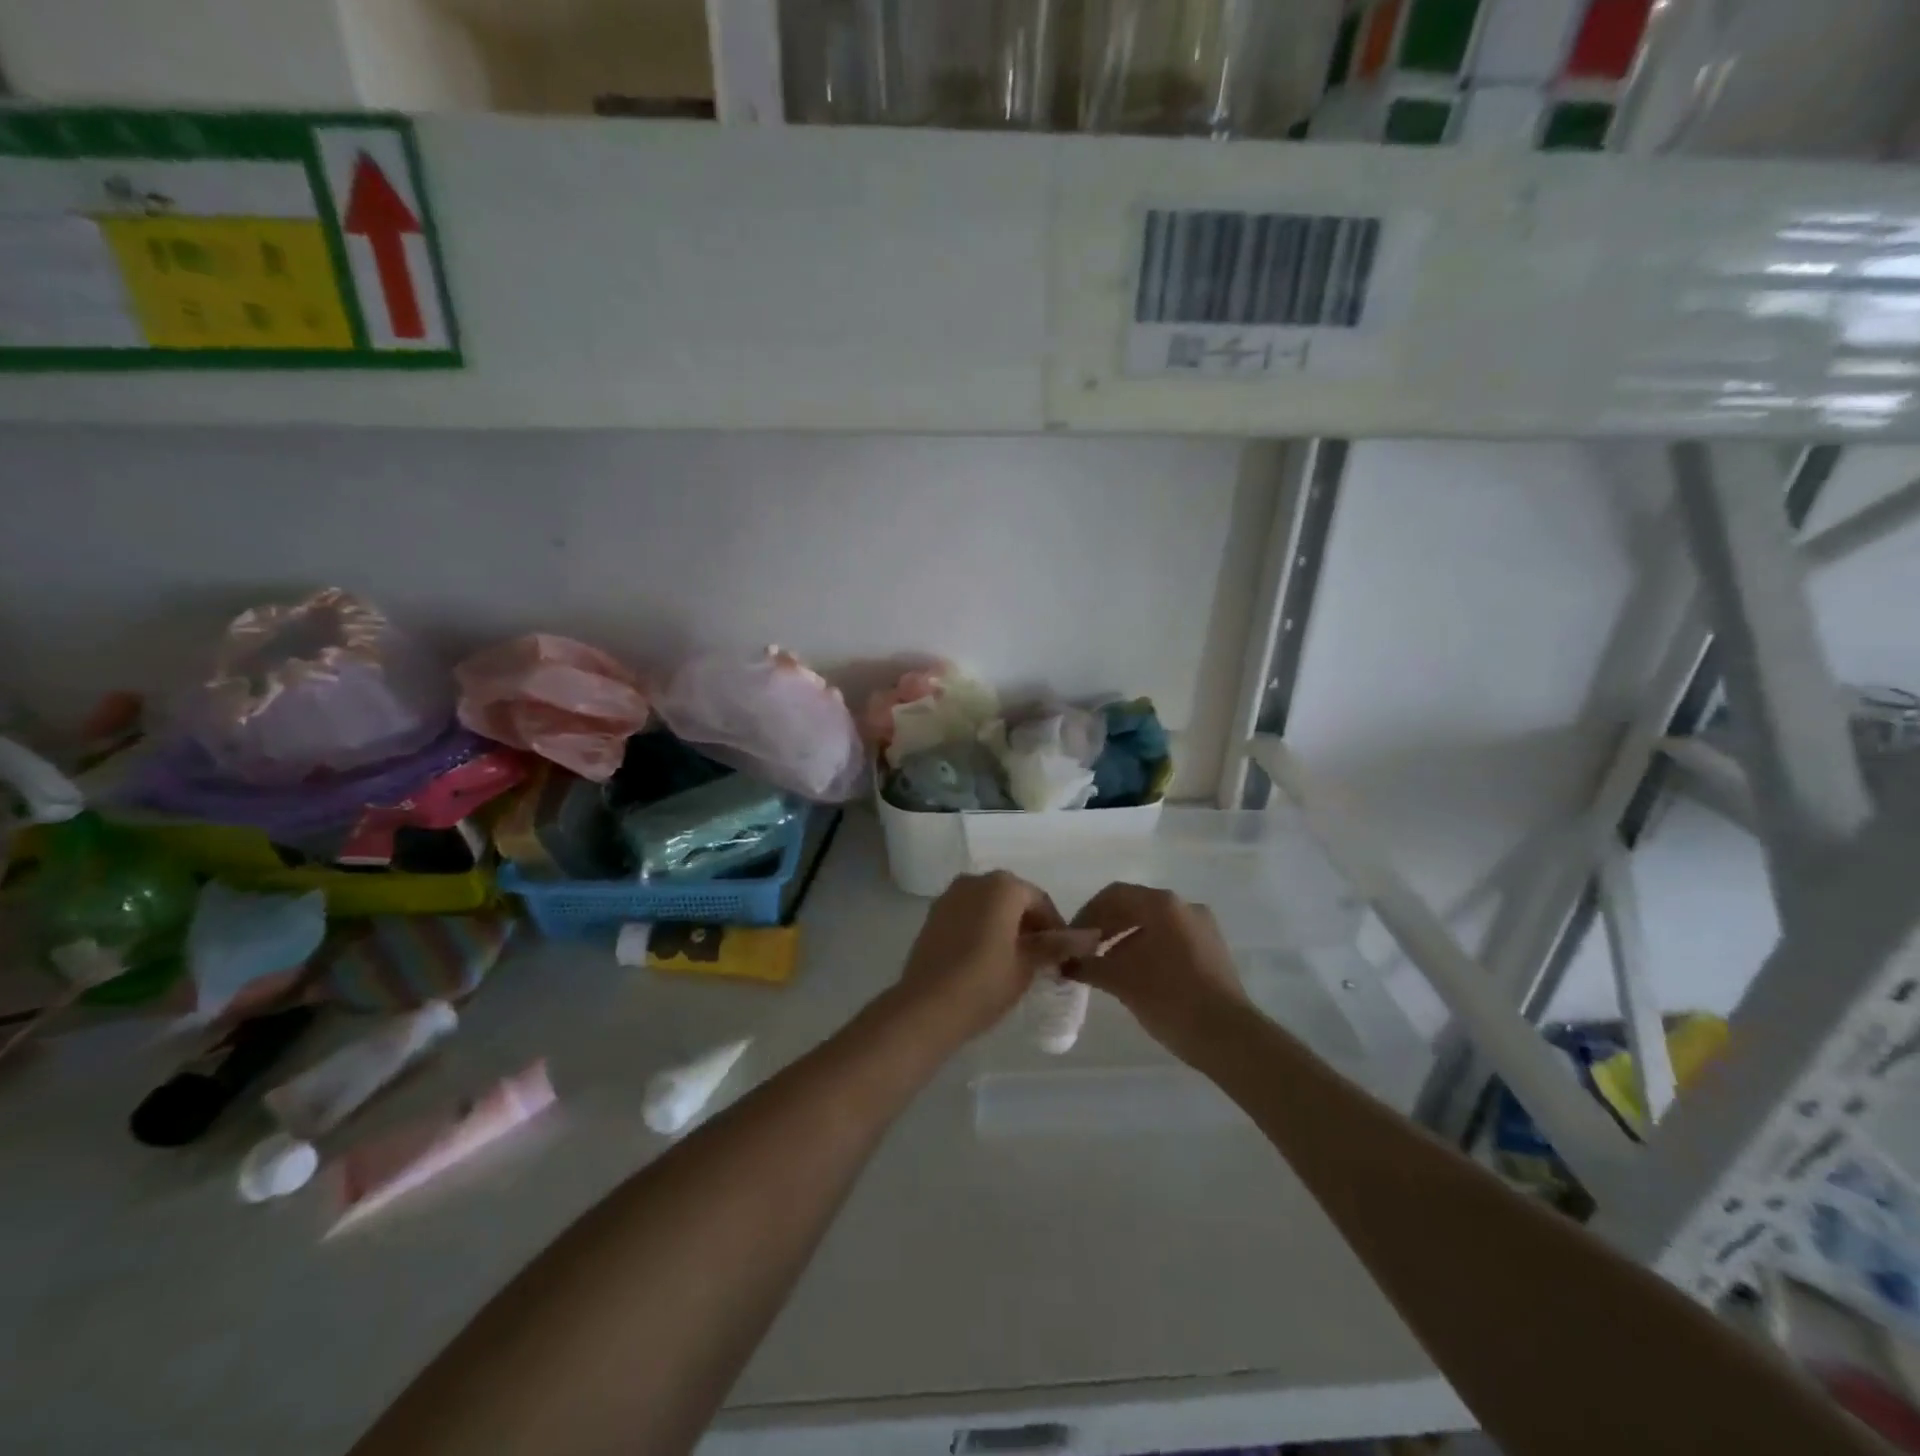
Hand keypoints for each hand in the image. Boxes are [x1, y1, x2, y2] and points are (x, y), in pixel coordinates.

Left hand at [895, 872, 1099, 1046]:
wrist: (925, 1008)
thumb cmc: (984, 984)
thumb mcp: (1027, 965)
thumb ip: (1057, 945)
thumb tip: (1091, 936)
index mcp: (1003, 886)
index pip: (1040, 901)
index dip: (1056, 928)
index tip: (1062, 957)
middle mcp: (975, 880)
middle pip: (1014, 898)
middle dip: (1030, 925)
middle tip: (1041, 960)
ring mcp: (950, 895)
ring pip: (989, 905)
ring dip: (1005, 925)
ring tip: (1015, 961)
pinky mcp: (933, 914)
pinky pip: (968, 914)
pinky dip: (982, 928)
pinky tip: (987, 958)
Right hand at [1067, 883, 1248, 1062]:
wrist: (1229, 1038)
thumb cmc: (1170, 998)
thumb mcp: (1121, 981)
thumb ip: (1088, 965)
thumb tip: (1064, 963)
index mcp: (1163, 904)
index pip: (1115, 895)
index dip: (1088, 913)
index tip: (1072, 938)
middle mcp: (1185, 907)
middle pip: (1135, 906)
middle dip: (1107, 927)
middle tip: (1085, 952)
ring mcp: (1203, 928)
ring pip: (1154, 924)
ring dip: (1126, 940)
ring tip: (1107, 967)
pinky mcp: (1213, 950)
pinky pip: (1172, 939)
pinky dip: (1148, 950)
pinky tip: (1136, 977)